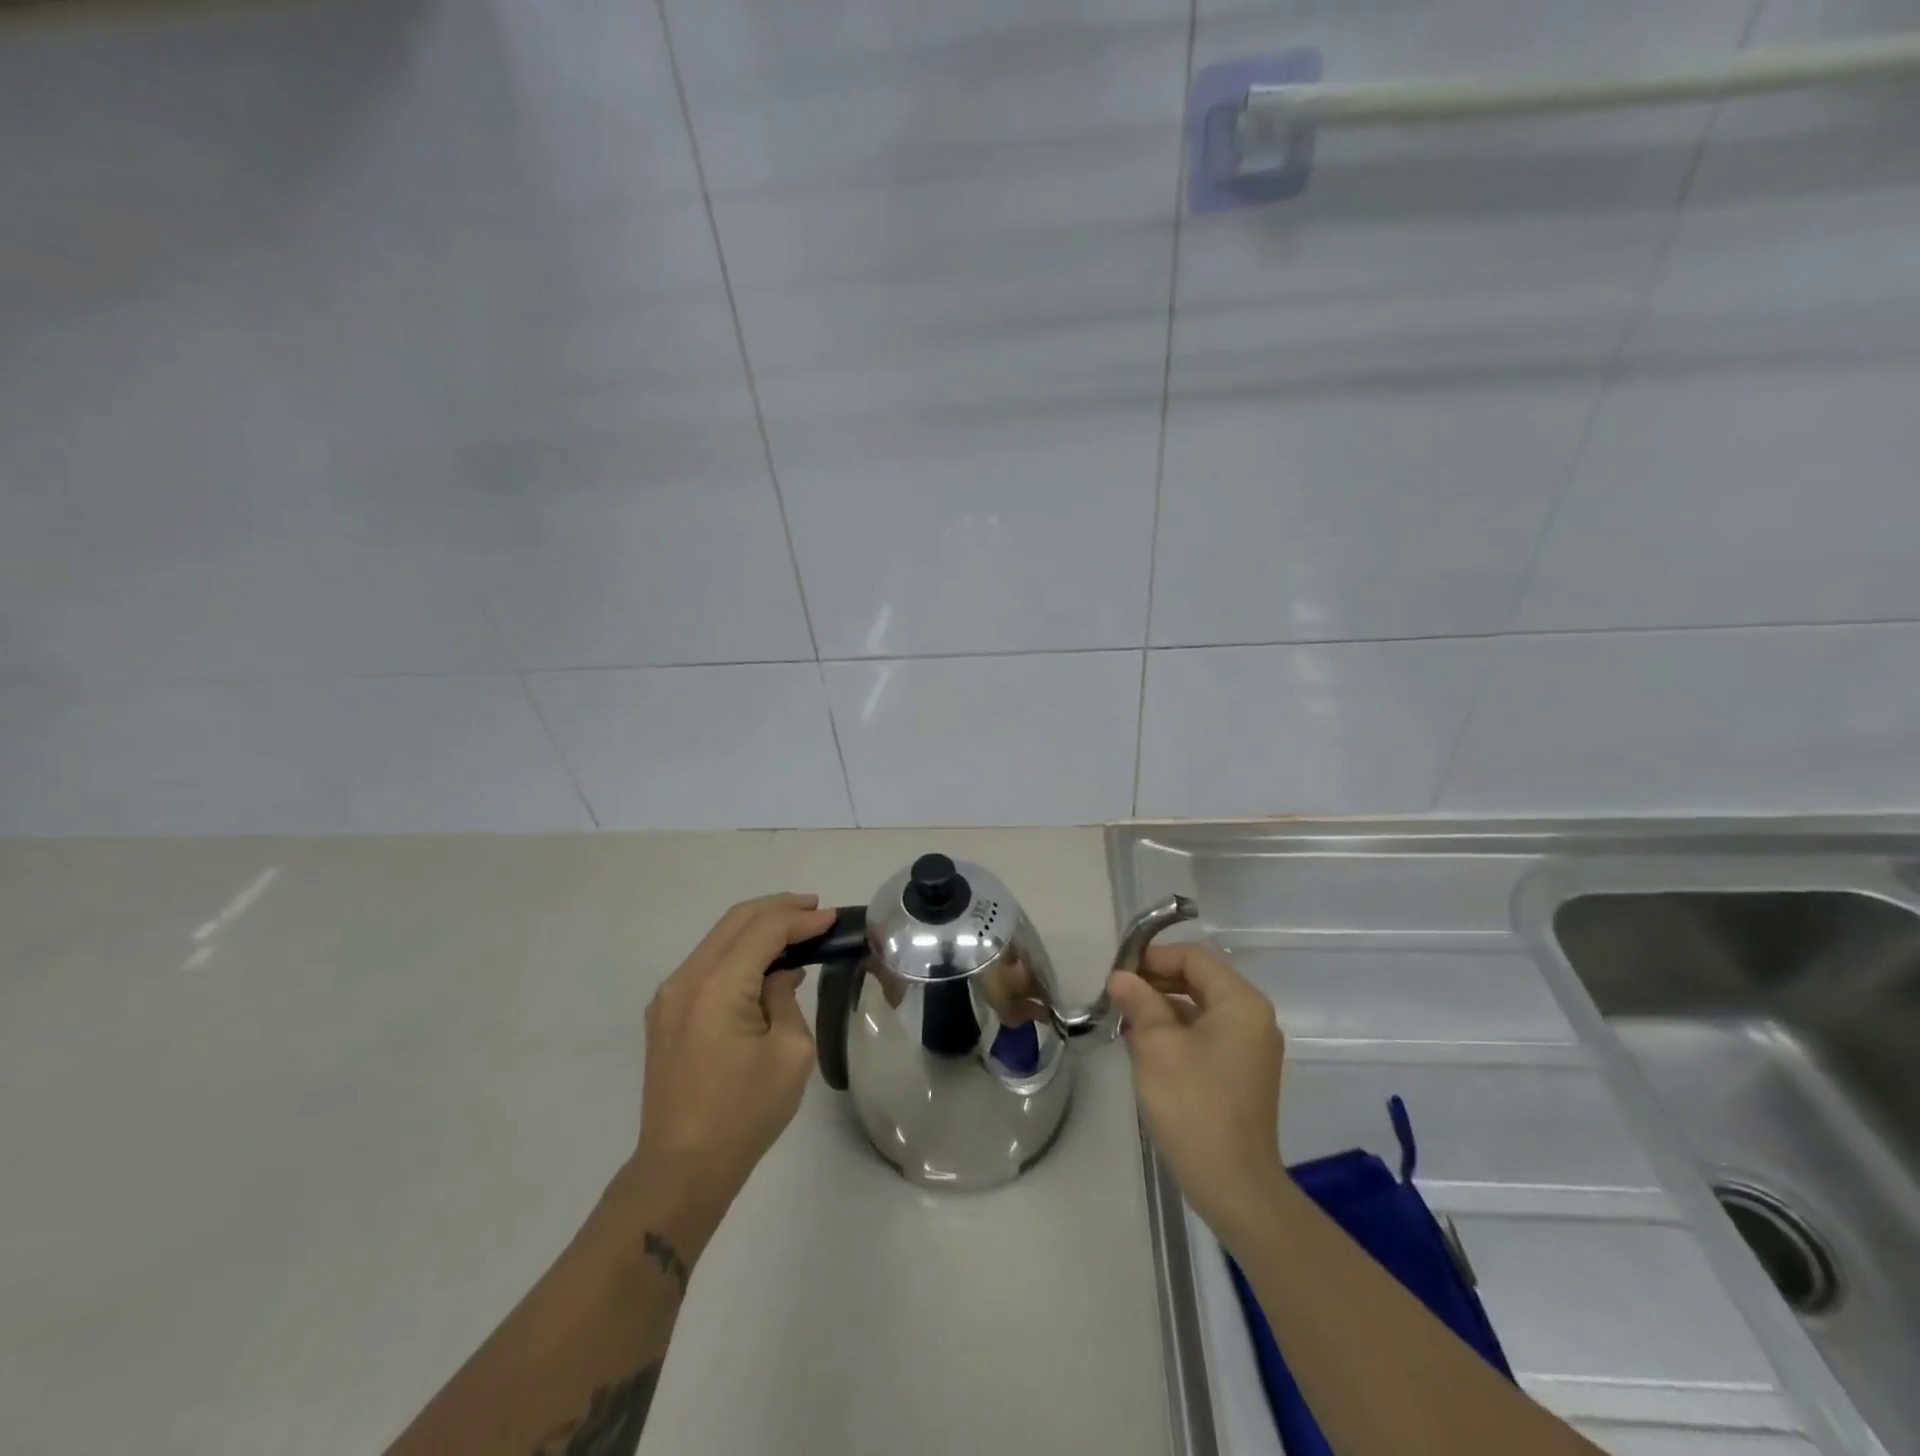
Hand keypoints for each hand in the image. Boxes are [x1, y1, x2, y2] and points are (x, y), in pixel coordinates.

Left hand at [628, 893, 831, 1240]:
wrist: (682, 1168)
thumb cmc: (745, 1113)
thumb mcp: (789, 1053)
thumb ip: (787, 999)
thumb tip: (781, 975)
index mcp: (717, 987)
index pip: (764, 930)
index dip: (800, 919)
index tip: (832, 918)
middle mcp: (686, 980)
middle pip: (735, 921)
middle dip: (778, 908)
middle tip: (815, 909)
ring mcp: (670, 996)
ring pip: (718, 938)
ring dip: (757, 926)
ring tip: (795, 927)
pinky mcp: (666, 1012)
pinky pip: (707, 962)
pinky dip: (738, 949)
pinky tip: (764, 960)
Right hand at [1107, 944, 1289, 1249]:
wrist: (1233, 1185)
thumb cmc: (1194, 1105)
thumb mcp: (1157, 1046)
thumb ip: (1139, 1002)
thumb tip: (1120, 977)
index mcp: (1241, 1002)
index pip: (1193, 957)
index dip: (1153, 957)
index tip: (1117, 973)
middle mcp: (1252, 1017)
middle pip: (1198, 979)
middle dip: (1155, 982)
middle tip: (1116, 995)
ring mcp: (1248, 1047)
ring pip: (1198, 1008)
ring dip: (1161, 1008)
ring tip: (1123, 1018)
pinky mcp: (1239, 1072)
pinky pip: (1204, 1034)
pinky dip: (1174, 1031)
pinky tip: (1142, 1045)